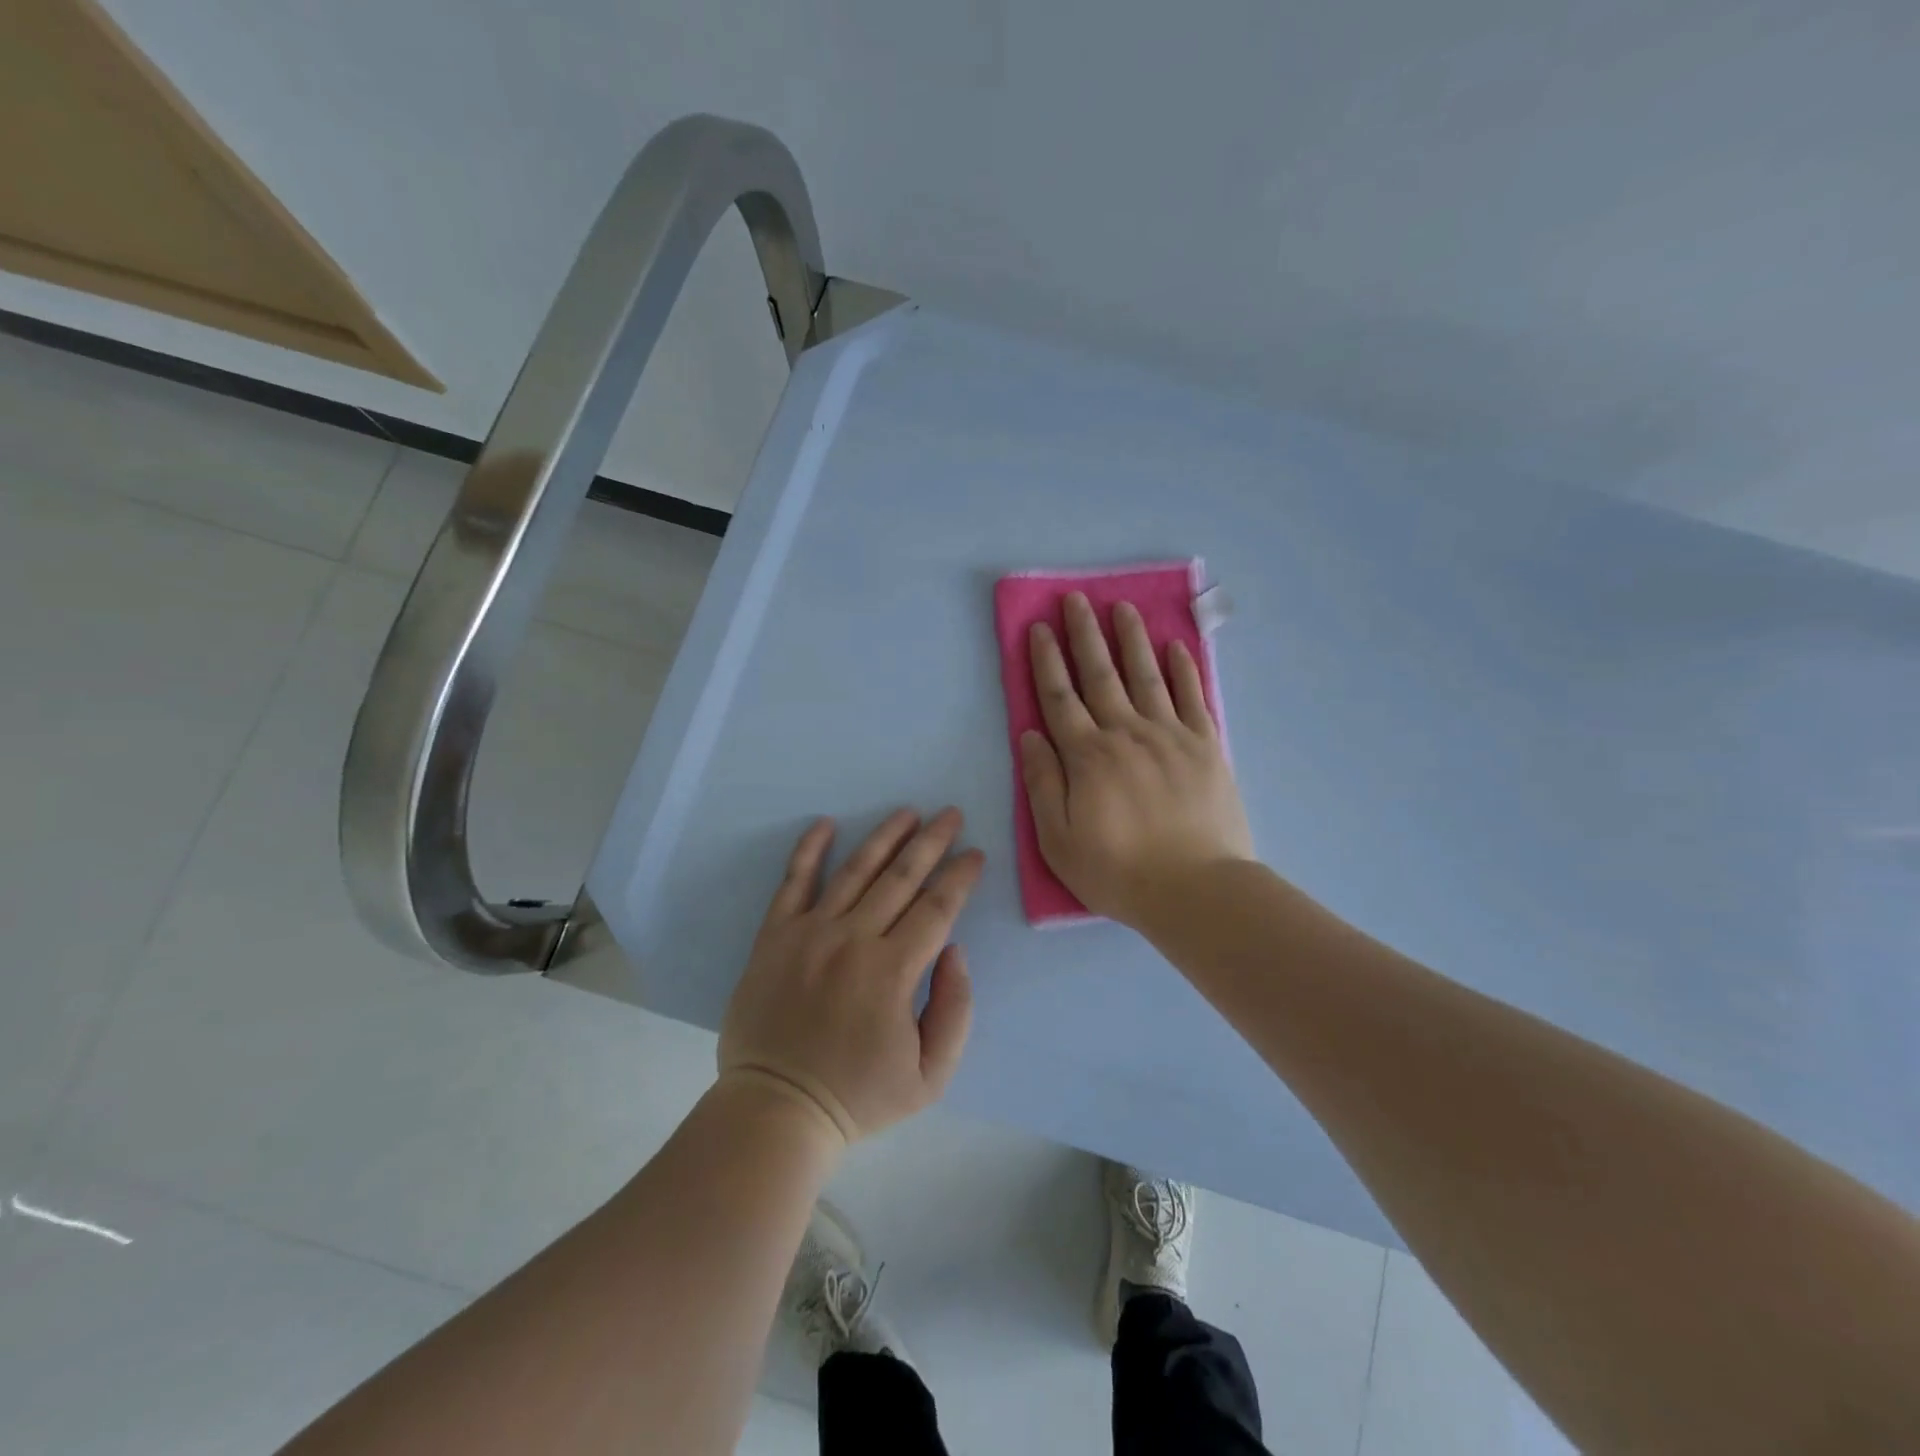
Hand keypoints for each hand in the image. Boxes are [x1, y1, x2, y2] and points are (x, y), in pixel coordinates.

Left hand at [718, 808, 983, 1144]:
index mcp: (892, 971)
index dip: (961, 877)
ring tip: (908, 812)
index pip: (937, 908)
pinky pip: (793, 882)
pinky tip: (826, 824)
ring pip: (855, 870)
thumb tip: (955, 950)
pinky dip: (809, 849)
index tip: (976, 854)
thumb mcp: (930, 1076)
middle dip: (932, 842)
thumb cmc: (858, 1095)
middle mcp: (853, 939)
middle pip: (902, 877)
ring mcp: (810, 932)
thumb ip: (955, 1010)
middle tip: (952, 814)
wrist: (776, 1108)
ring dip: (886, 836)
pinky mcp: (775, 936)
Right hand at [1019, 591, 1254, 925]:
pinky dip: (1184, 670)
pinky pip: (1193, 698)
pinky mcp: (1206, 747)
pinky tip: (1176, 647)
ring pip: (1146, 676)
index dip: (1047, 661)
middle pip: (1101, 675)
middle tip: (1076, 599)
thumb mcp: (1059, 840)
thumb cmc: (1118, 871)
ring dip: (1132, 639)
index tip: (1039, 627)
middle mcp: (1126, 734)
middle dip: (1085, 635)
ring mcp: (1170, 736)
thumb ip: (1043, 784)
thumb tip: (1030, 735)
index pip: (1060, 698)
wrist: (1196, 891)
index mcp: (1087, 756)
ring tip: (1122, 607)